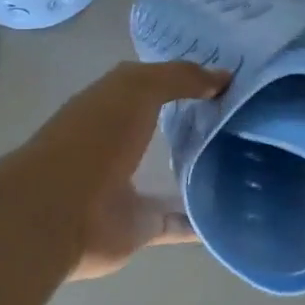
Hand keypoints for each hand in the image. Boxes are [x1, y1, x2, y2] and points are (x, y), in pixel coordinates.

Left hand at [21, 59, 228, 279]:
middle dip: (197, 123)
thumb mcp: (136, 89)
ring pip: (171, 176)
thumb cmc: (94, 138)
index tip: (228, 79)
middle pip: (162, 130)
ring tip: (247, 165)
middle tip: (246, 120)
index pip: (151, 86)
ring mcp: (127, 188)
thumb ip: (178, 77)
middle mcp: (117, 144)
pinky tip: (233, 216)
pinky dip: (200, 223)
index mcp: (110, 106)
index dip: (185, 79)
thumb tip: (223, 77)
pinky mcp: (138, 227)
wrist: (58, 212)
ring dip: (200, 171)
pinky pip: (177, 223)